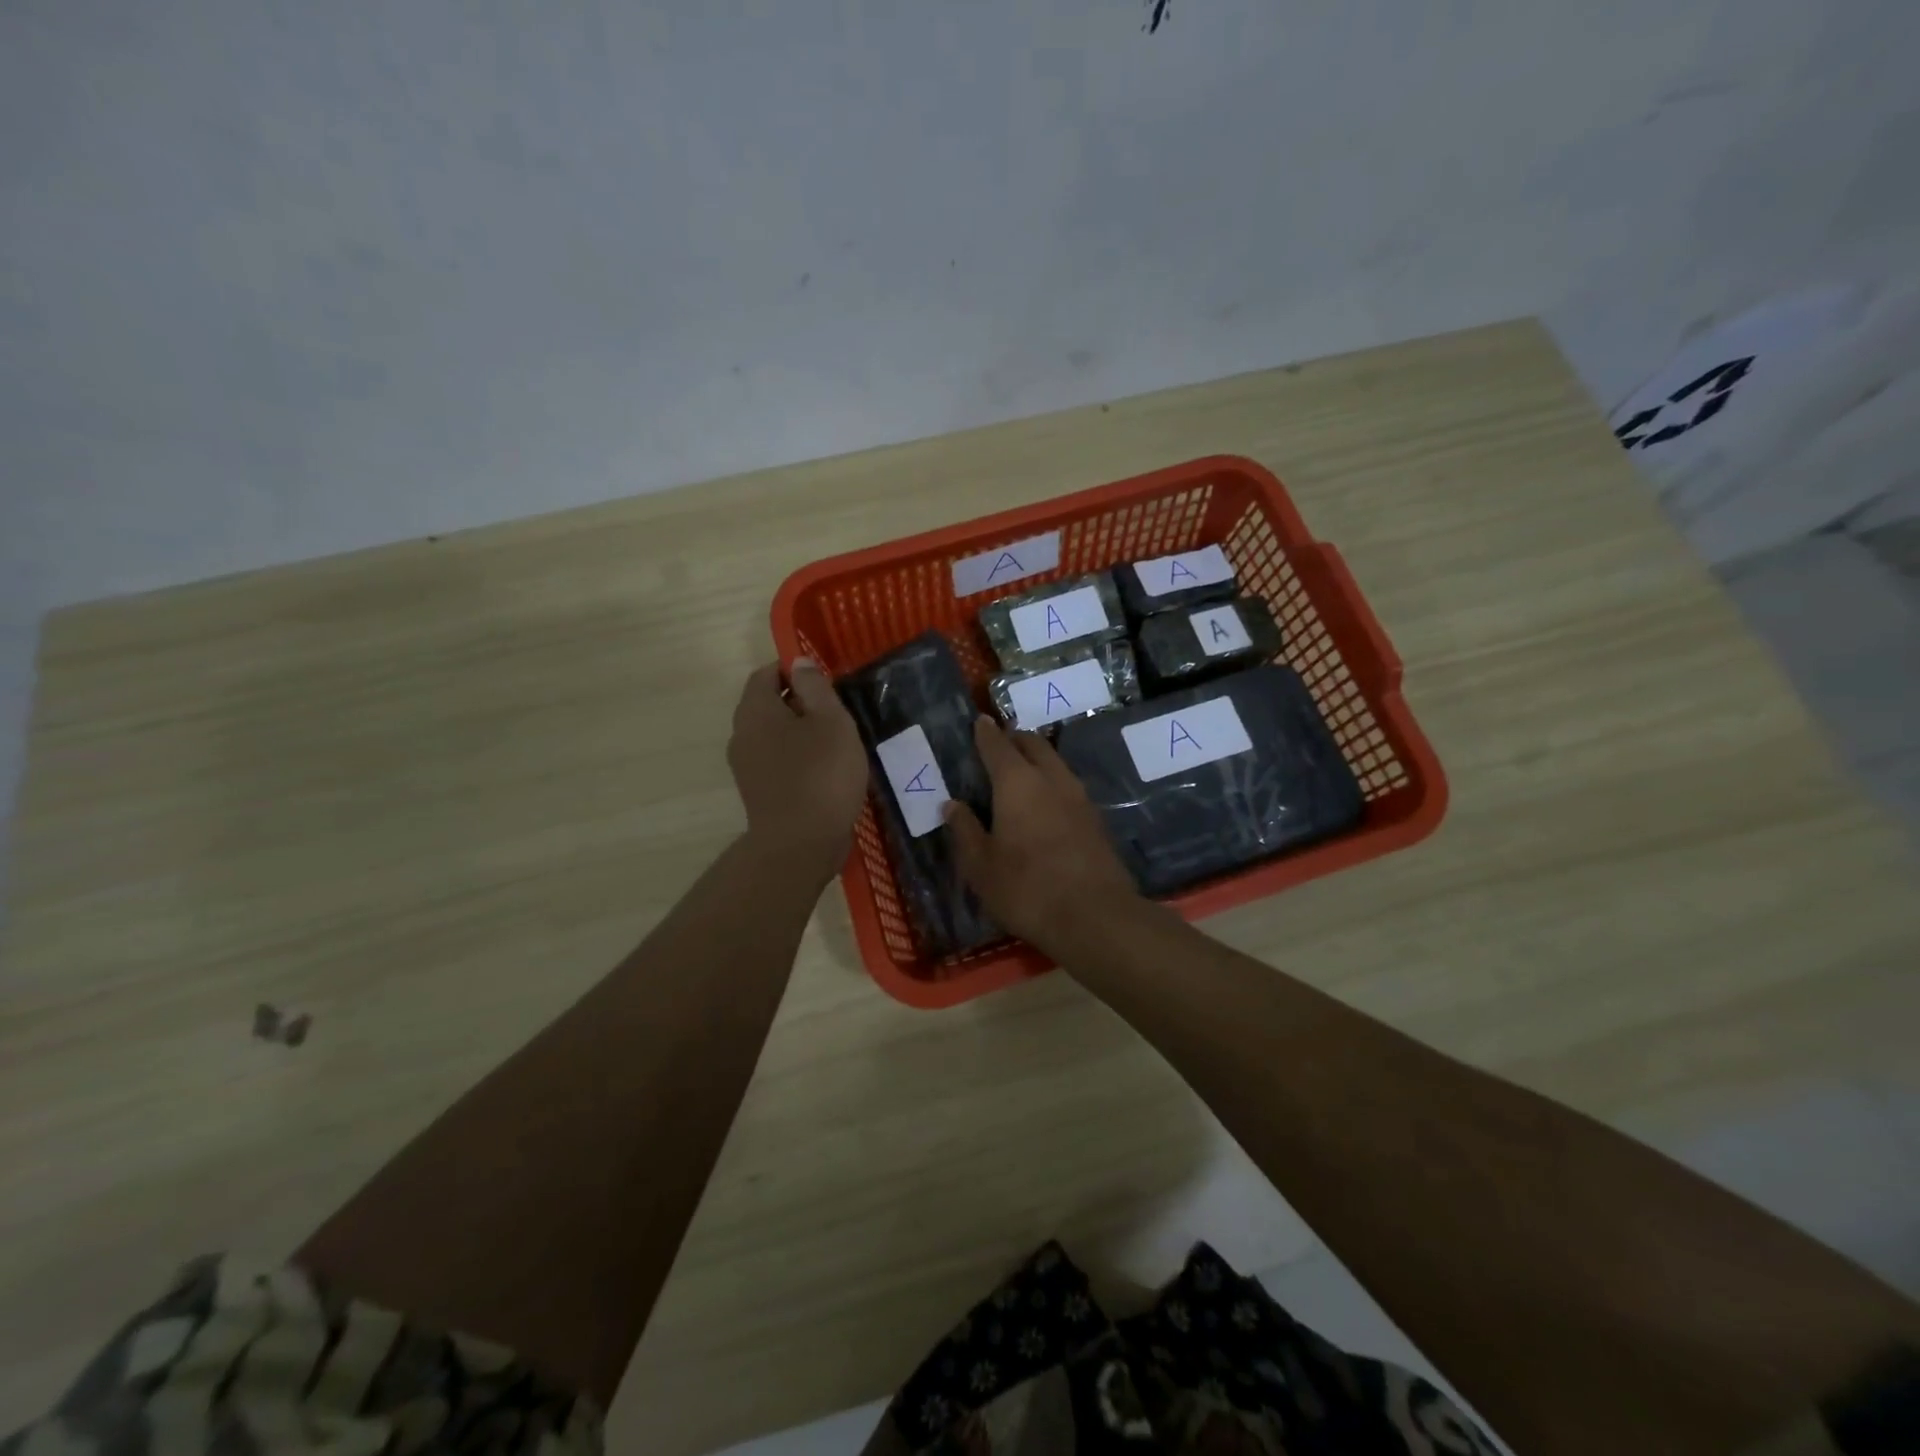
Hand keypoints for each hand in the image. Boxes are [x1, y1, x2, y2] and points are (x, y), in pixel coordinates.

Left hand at [728, 659, 869, 880]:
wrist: (801, 845)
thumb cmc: (821, 774)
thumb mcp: (831, 721)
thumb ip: (815, 687)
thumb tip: (798, 663)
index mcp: (756, 711)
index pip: (766, 674)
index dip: (794, 670)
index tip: (825, 681)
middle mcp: (742, 735)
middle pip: (768, 705)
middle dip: (800, 702)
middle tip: (836, 712)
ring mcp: (747, 767)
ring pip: (774, 735)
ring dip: (801, 733)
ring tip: (836, 743)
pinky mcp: (759, 793)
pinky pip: (778, 762)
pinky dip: (798, 759)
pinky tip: (826, 771)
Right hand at [944, 716, 1141, 957]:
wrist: (1095, 916)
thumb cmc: (1026, 888)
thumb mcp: (981, 866)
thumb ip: (965, 830)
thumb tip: (953, 805)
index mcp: (1017, 782)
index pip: (998, 745)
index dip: (985, 733)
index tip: (978, 722)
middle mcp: (1051, 779)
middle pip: (1033, 744)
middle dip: (1014, 738)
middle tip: (999, 744)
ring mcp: (1079, 797)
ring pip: (1055, 763)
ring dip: (1037, 759)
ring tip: (1021, 771)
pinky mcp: (1096, 818)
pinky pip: (1068, 786)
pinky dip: (1052, 782)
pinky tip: (1045, 802)